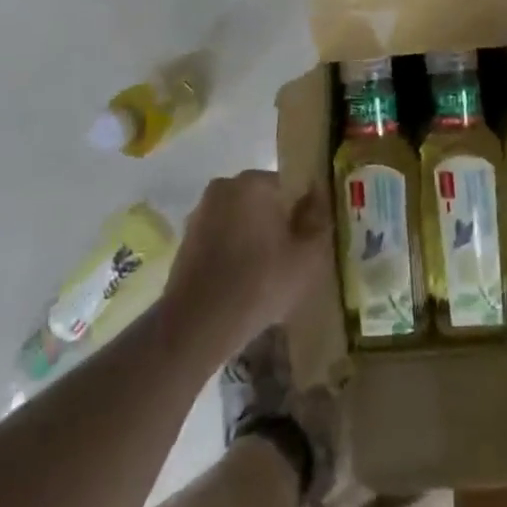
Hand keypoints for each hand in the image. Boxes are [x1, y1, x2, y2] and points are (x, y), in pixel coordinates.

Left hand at [163, 171, 326, 360]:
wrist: (197, 324)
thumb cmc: (260, 283)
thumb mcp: (308, 256)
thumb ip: (319, 220)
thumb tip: (319, 196)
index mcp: (254, 182)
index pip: (290, 187)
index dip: (303, 215)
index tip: (307, 243)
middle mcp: (224, 186)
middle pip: (264, 201)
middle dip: (278, 224)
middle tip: (290, 260)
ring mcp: (201, 211)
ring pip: (241, 220)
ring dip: (254, 238)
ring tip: (266, 276)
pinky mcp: (187, 238)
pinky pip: (222, 237)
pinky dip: (233, 252)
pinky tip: (242, 283)